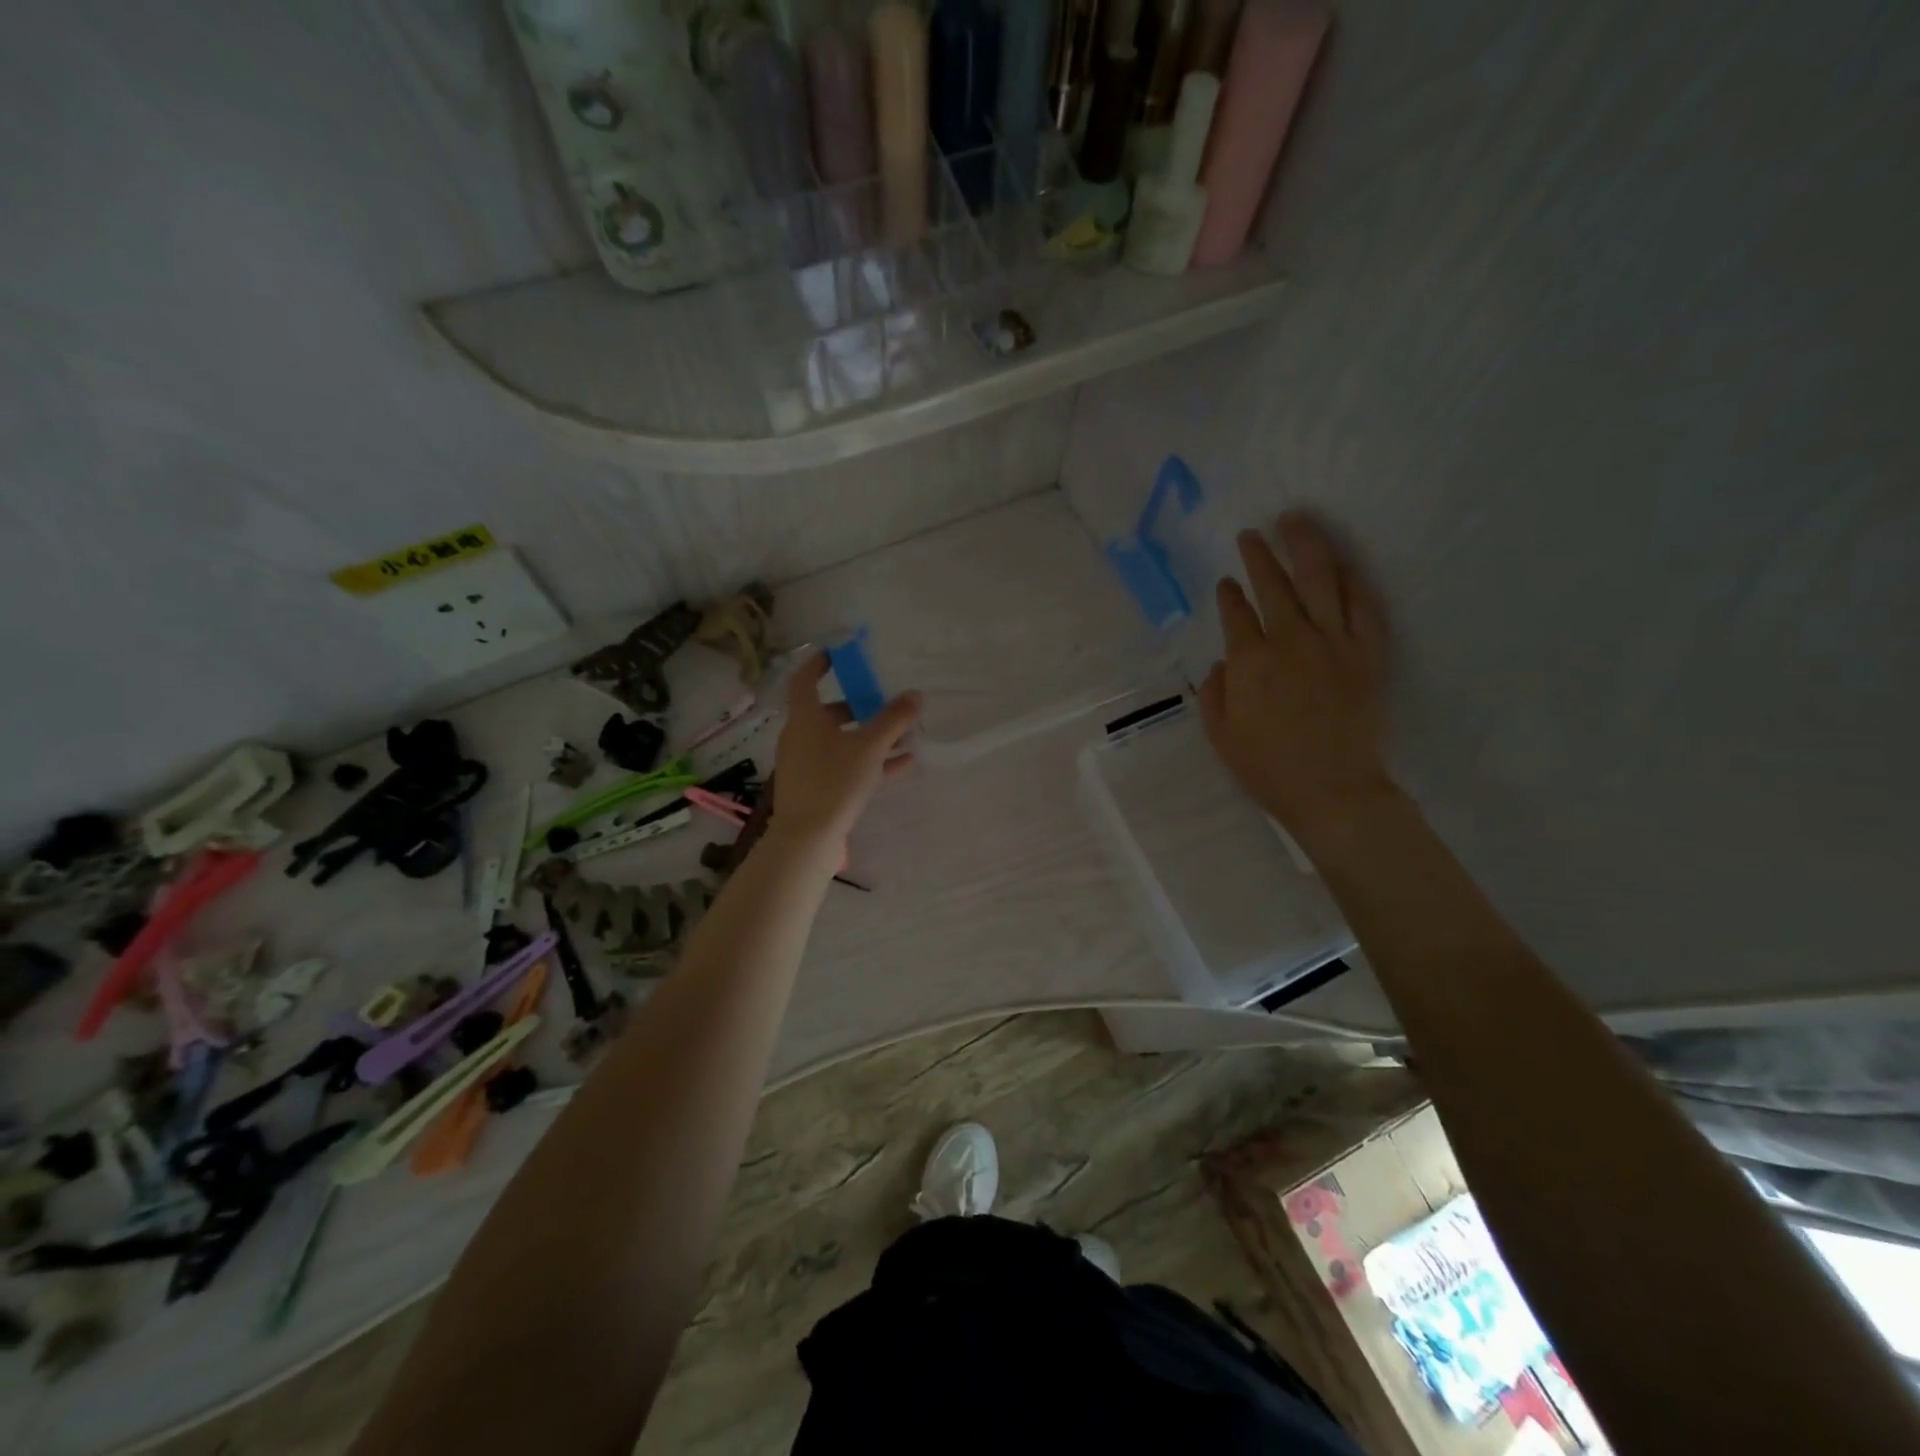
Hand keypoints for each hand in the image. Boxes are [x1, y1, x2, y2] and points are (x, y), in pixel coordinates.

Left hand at [768, 653, 919, 847]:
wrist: (807, 838)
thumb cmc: (834, 781)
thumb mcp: (870, 747)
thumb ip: (894, 719)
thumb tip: (915, 695)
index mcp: (805, 718)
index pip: (805, 680)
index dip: (819, 664)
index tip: (837, 654)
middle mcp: (800, 737)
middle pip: (828, 714)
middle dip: (859, 708)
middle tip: (884, 704)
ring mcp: (806, 765)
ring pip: (840, 742)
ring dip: (870, 737)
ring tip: (905, 738)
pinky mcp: (816, 789)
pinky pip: (845, 766)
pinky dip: (870, 762)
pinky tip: (903, 765)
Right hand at [1198, 512, 1393, 843]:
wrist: (1332, 790)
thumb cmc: (1267, 768)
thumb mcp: (1220, 735)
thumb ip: (1215, 692)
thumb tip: (1223, 662)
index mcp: (1250, 662)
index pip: (1236, 613)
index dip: (1229, 594)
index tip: (1225, 582)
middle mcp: (1291, 641)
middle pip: (1274, 585)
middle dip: (1260, 555)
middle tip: (1252, 534)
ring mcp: (1334, 644)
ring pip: (1321, 581)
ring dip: (1306, 546)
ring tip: (1296, 521)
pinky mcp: (1368, 654)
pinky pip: (1364, 606)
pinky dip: (1354, 581)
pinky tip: (1344, 565)